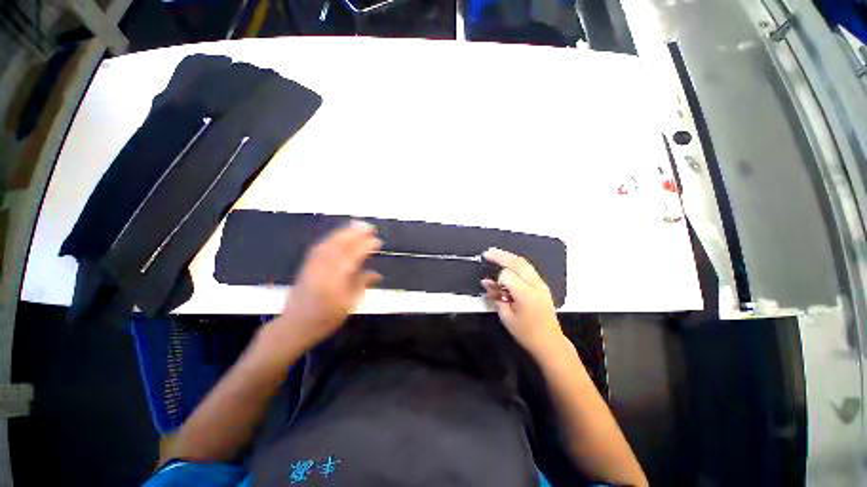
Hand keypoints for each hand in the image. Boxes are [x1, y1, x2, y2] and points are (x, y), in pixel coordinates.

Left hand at [275, 220, 381, 350]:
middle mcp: (323, 268)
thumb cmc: (325, 318)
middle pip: (340, 245)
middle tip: (368, 226)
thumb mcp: (349, 304)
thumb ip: (361, 285)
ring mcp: (312, 265)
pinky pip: (320, 246)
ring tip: (356, 225)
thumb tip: (377, 274)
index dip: (366, 246)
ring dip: (343, 232)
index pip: (353, 256)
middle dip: (355, 233)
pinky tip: (338, 236)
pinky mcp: (306, 265)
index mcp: (336, 279)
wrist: (294, 325)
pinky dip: (331, 238)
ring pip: (329, 243)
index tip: (377, 241)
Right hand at [481, 248, 563, 355]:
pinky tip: (507, 262)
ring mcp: (540, 284)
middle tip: (487, 252)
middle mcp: (535, 285)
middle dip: (501, 256)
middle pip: (517, 262)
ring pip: (523, 263)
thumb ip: (496, 297)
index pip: (507, 275)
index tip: (494, 289)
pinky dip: (515, 264)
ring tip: (495, 252)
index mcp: (526, 294)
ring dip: (508, 257)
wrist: (550, 343)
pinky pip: (527, 269)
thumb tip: (487, 283)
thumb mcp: (506, 317)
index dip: (497, 280)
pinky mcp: (542, 286)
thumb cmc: (526, 333)